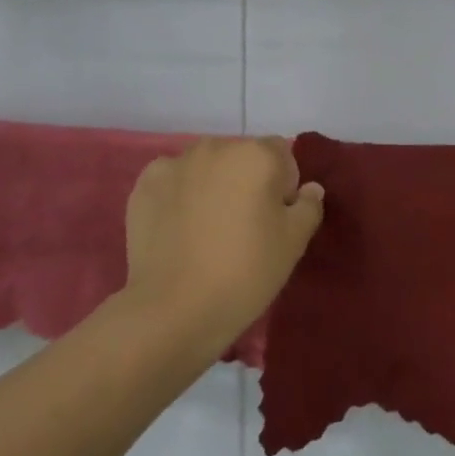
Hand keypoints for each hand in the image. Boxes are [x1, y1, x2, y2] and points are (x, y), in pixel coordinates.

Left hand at [123, 137, 324, 347]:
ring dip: (212, 185)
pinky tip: (178, 229)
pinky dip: (179, 195)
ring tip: (207, 230)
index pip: (281, 155)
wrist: (174, 308)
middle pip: (241, 157)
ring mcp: (175, 163)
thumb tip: (309, 189)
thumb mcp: (294, 243)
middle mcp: (216, 147)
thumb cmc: (245, 272)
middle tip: (242, 228)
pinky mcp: (144, 184)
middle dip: (246, 182)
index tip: (275, 221)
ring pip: (206, 167)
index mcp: (257, 154)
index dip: (283, 187)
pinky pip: (173, 180)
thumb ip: (308, 206)